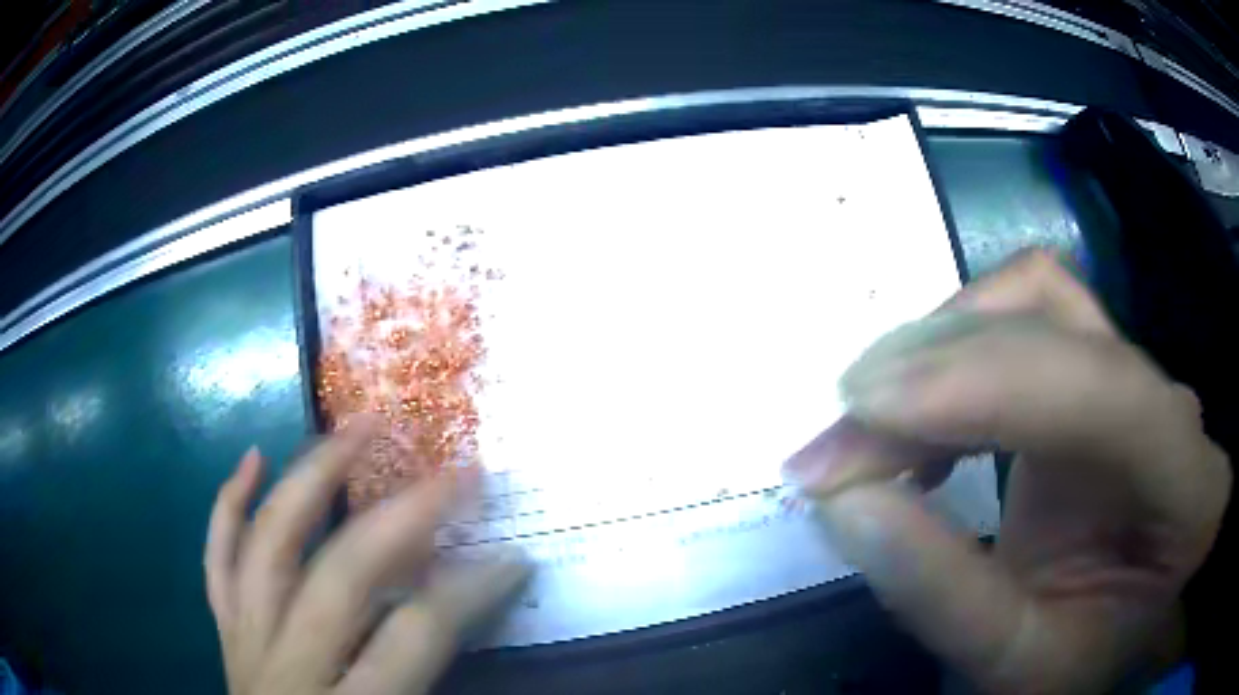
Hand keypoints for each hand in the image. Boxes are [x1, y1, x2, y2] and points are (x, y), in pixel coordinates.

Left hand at [205, 418, 528, 694]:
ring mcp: (245, 641)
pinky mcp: (225, 631)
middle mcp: (287, 666)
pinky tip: (252, 459)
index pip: (415, 636)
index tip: (514, 559)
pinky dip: (229, 505)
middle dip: (403, 516)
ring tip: (353, 430)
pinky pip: (217, 558)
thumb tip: (468, 621)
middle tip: (453, 473)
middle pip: (341, 576)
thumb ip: (434, 683)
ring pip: (269, 545)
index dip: (469, 592)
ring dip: (312, 478)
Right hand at [784, 250, 1229, 693]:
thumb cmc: (1073, 661)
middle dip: (935, 373)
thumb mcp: (1010, 662)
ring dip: (941, 348)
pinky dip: (956, 352)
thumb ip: (941, 593)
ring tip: (871, 426)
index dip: (988, 382)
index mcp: (1188, 489)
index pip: (1106, 391)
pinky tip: (923, 424)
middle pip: (1059, 329)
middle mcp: (1172, 407)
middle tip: (834, 445)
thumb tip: (845, 501)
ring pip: (1037, 301)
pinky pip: (1025, 318)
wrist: (1102, 632)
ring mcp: (1136, 377)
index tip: (864, 407)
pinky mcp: (1096, 370)